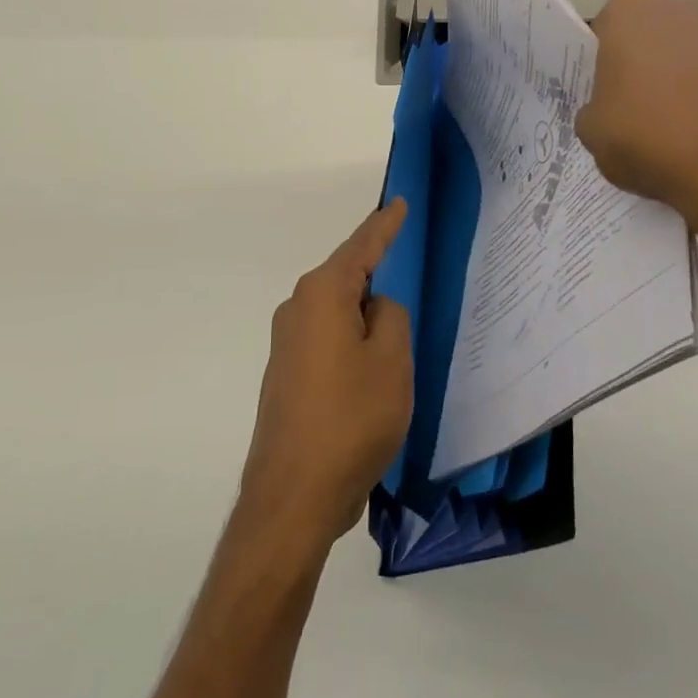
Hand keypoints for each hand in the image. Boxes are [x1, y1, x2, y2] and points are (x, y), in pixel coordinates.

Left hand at [238, 201, 412, 563]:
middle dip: (378, 278)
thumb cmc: (351, 418)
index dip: (384, 225)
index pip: (361, 247)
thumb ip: (391, 317)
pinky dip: (354, 346)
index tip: (399, 201)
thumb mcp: (391, 360)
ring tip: (399, 338)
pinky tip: (373, 372)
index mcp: (322, 295)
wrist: (294, 496)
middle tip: (410, 274)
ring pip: (339, 315)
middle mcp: (297, 310)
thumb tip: (375, 307)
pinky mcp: (287, 377)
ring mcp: (287, 345)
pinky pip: (330, 343)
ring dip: (367, 321)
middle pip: (347, 279)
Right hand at [577, 0, 697, 232]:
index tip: (603, 99)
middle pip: (646, 40)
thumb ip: (592, 111)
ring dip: (674, 86)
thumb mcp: (591, 132)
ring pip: (682, 59)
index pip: (603, 33)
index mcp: (629, 9)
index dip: (601, 68)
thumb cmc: (647, 135)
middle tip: (630, 114)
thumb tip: (608, 114)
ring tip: (667, 134)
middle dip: (640, 70)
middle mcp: (678, 7)